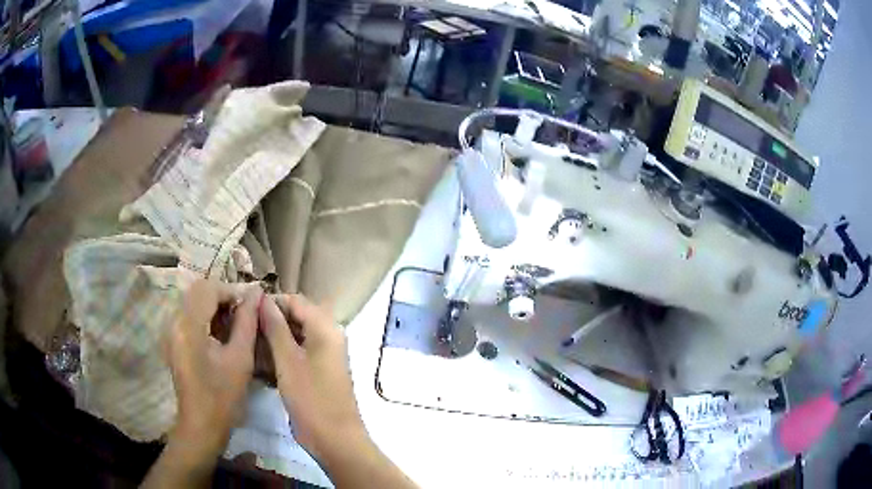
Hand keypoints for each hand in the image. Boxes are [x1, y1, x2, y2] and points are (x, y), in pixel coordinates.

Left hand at [165, 279, 259, 457]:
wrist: (201, 424)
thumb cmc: (223, 396)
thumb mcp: (240, 359)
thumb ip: (247, 322)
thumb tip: (257, 293)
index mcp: (189, 325)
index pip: (208, 288)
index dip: (231, 291)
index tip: (250, 308)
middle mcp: (175, 321)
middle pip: (198, 291)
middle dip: (223, 297)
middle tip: (243, 316)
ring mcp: (171, 331)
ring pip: (193, 301)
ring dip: (214, 307)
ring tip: (233, 326)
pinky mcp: (172, 340)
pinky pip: (188, 315)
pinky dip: (205, 317)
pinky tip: (219, 336)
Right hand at [258, 294, 364, 457]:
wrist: (333, 439)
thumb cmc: (311, 397)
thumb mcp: (288, 360)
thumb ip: (275, 327)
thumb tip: (262, 299)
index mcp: (326, 329)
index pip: (296, 301)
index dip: (271, 302)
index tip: (245, 309)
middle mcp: (328, 337)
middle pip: (296, 317)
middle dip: (270, 320)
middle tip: (243, 327)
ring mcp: (323, 357)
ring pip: (294, 337)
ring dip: (272, 338)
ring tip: (247, 342)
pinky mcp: (316, 373)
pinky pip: (296, 354)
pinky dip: (280, 354)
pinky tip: (259, 361)